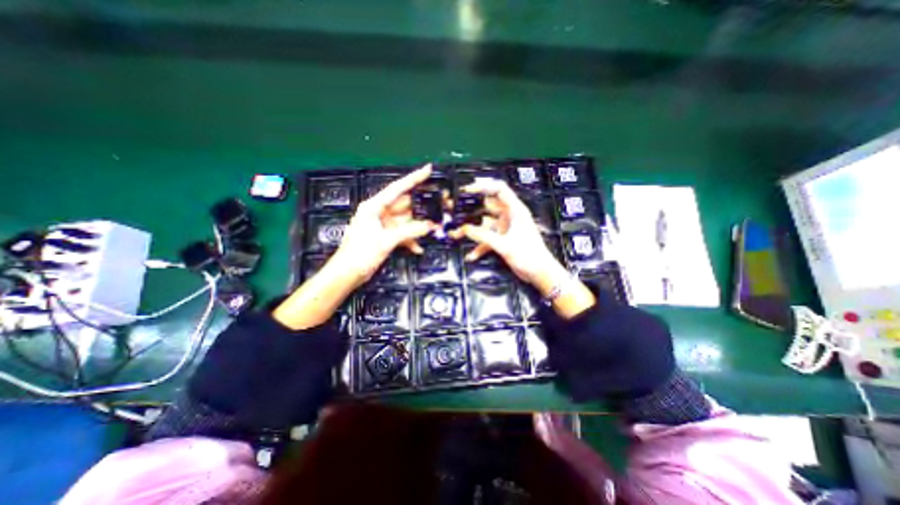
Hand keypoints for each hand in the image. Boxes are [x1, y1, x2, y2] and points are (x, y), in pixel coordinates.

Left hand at [277, 164, 442, 329]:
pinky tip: (418, 249)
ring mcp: (382, 225)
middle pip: (404, 206)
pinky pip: (402, 233)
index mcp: (374, 207)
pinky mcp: (385, 236)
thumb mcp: (386, 241)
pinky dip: (410, 240)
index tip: (428, 170)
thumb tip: (429, 226)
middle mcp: (379, 212)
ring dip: (417, 227)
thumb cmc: (360, 254)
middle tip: (438, 207)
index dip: (413, 178)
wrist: (347, 274)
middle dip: (421, 208)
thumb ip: (409, 231)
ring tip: (433, 230)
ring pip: (405, 221)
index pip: (397, 188)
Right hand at [451, 177, 560, 287]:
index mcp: (515, 210)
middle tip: (456, 212)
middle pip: (488, 206)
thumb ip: (483, 236)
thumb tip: (464, 229)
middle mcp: (510, 216)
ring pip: (485, 224)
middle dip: (472, 210)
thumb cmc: (528, 255)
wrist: (540, 273)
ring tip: (456, 235)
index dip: (483, 186)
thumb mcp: (504, 245)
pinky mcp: (503, 239)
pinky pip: (488, 238)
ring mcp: (506, 228)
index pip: (499, 189)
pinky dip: (479, 245)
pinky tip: (471, 255)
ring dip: (473, 230)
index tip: (467, 190)